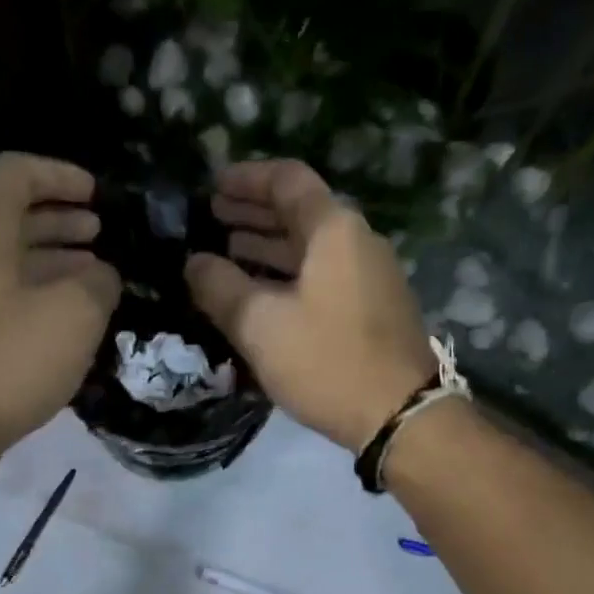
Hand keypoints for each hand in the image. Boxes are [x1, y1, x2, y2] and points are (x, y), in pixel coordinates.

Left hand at [0, 152, 119, 462]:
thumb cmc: (8, 359)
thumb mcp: (74, 314)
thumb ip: (98, 284)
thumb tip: (103, 277)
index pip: (13, 174)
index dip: (57, 174)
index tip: (96, 195)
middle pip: (12, 220)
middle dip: (61, 220)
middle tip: (102, 234)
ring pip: (12, 267)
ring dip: (56, 264)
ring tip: (98, 279)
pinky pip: (8, 305)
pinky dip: (44, 302)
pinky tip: (73, 326)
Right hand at [185, 160, 433, 453]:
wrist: (399, 414)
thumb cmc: (327, 360)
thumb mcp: (260, 324)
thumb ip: (220, 287)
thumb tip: (194, 263)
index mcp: (334, 230)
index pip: (287, 180)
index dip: (245, 179)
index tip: (211, 187)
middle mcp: (356, 241)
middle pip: (299, 212)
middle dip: (252, 213)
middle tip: (211, 218)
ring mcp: (368, 276)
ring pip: (310, 247)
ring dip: (267, 245)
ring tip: (225, 252)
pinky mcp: (370, 308)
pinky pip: (321, 274)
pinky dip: (286, 273)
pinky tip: (259, 292)